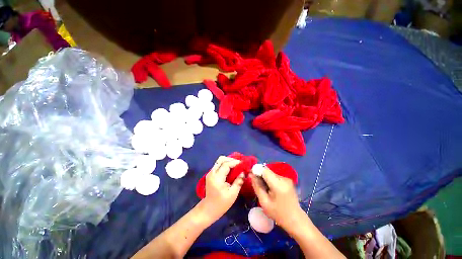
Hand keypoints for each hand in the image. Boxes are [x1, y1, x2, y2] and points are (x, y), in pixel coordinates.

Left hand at [200, 156, 244, 221]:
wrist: (208, 209)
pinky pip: (218, 165)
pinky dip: (225, 164)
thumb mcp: (233, 194)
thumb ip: (239, 182)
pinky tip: (231, 169)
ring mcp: (210, 173)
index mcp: (217, 178)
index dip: (235, 162)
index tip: (243, 163)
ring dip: (228, 161)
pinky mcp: (210, 174)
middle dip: (231, 159)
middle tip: (239, 164)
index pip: (226, 165)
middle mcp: (212, 173)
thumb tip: (243, 172)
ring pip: (219, 161)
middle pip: (221, 159)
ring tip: (236, 165)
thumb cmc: (222, 203)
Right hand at [250, 167, 304, 230]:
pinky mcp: (287, 180)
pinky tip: (269, 188)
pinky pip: (274, 176)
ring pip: (270, 173)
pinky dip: (269, 179)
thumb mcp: (264, 202)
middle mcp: (283, 178)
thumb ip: (257, 186)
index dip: (256, 170)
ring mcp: (286, 178)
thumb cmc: (278, 214)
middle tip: (255, 183)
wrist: (296, 220)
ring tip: (263, 188)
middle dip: (259, 174)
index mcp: (278, 184)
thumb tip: (251, 175)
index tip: (250, 175)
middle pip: (267, 171)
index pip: (264, 170)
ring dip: (264, 178)